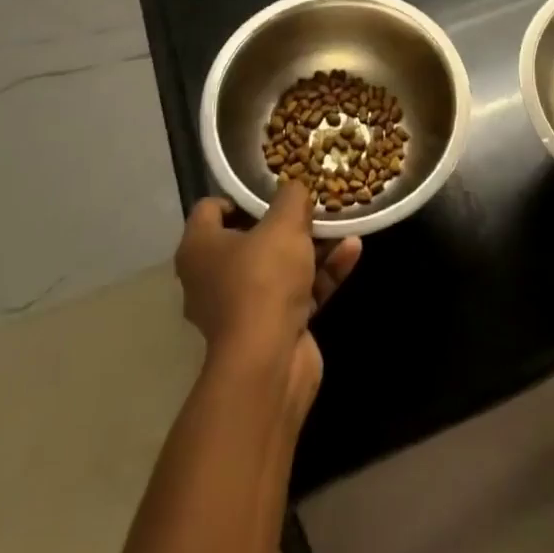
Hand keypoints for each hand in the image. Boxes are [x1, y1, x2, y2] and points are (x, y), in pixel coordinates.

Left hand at [174, 182, 360, 417]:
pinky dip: (323, 273)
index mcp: (200, 249)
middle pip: (250, 237)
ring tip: (342, 221)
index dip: (240, 196)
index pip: (211, 209)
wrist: (268, 364)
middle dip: (285, 221)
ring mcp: (243, 307)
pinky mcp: (273, 330)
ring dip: (313, 245)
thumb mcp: (284, 223)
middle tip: (313, 202)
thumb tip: (296, 188)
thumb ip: (292, 197)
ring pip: (279, 265)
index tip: (272, 188)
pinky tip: (353, 250)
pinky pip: (299, 291)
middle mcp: (213, 277)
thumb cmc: (263, 280)